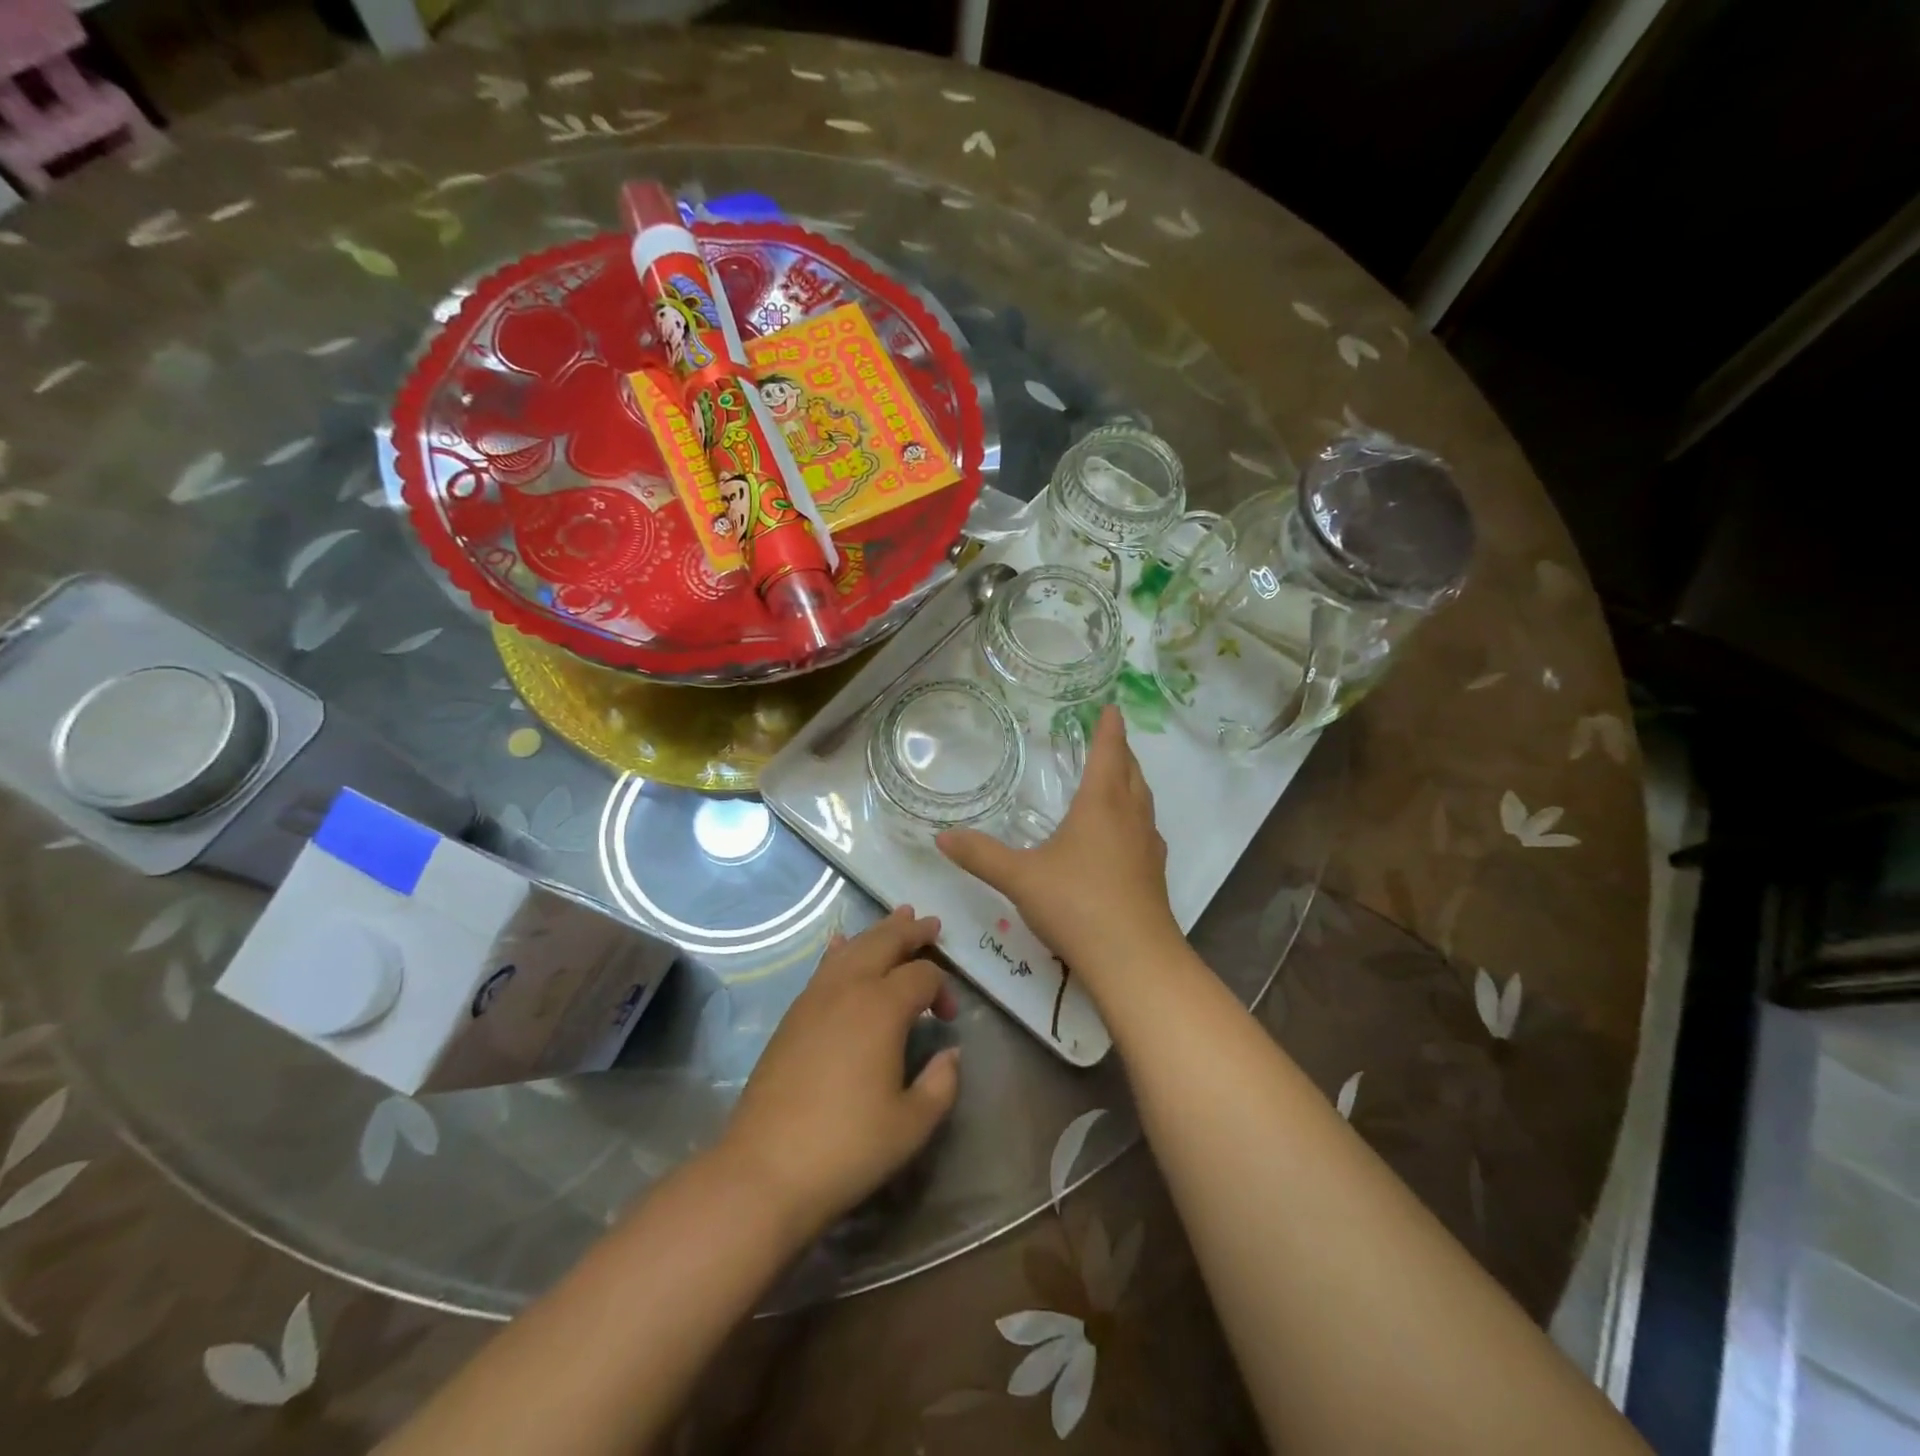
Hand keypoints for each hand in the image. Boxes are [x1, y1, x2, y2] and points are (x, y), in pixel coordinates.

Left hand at [719, 908, 959, 1237]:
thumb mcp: (912, 1124)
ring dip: (878, 932)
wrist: (765, 1169)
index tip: (949, 1019)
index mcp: (882, 1007)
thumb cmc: (847, 1147)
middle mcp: (848, 989)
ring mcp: (815, 998)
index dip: (944, 989)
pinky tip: (840, 944)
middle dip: (910, 932)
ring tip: (898, 919)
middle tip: (931, 924)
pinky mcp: (793, 1015)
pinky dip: (840, 949)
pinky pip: (823, 966)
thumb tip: (951, 1053)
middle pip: (884, 943)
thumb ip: (942, 1083)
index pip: (922, 976)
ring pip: (852, 948)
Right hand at [938, 706, 1179, 996]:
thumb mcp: (1019, 878)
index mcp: (1100, 805)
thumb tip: (941, 836)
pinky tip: (1123, 837)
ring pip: (1143, 802)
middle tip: (1111, 739)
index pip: (1107, 753)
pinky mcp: (1154, 876)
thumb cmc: (1076, 904)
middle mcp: (1130, 818)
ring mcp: (1147, 848)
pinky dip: (1135, 818)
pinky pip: (1145, 831)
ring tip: (1119, 779)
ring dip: (1132, 783)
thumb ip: (980, 855)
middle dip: (1122, 752)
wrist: (1133, 959)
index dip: (1109, 729)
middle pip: (1131, 773)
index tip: (1111, 708)